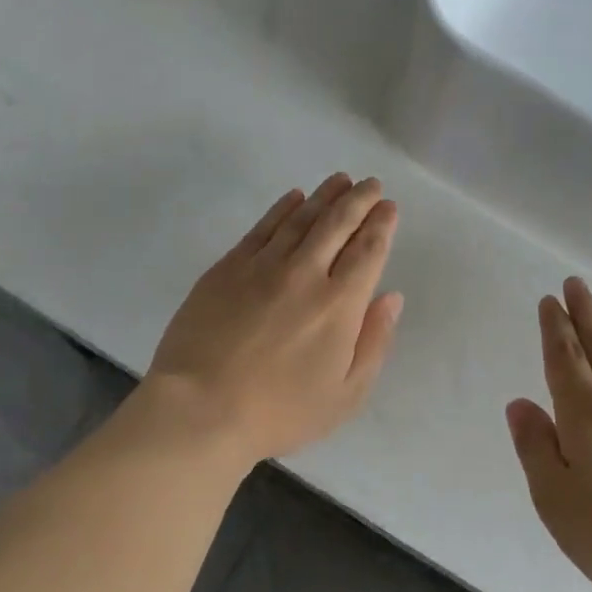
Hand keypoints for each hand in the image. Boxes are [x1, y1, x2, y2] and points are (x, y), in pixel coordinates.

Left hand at [146, 173, 403, 463]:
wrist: (200, 409)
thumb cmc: (279, 412)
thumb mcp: (345, 395)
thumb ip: (374, 342)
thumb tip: (391, 297)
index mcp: (339, 304)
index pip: (368, 250)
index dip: (382, 225)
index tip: (389, 207)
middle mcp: (305, 274)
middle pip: (338, 224)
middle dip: (359, 200)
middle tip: (371, 184)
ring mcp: (263, 266)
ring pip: (301, 218)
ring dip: (325, 195)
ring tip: (341, 180)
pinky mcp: (228, 267)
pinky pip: (262, 228)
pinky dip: (282, 208)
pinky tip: (294, 197)